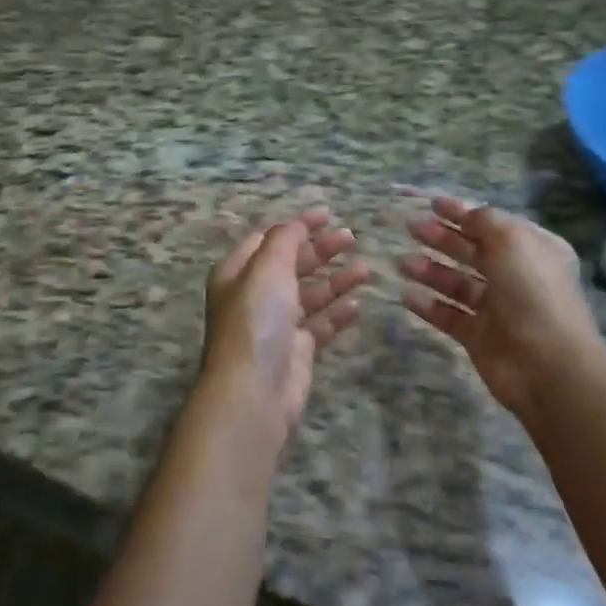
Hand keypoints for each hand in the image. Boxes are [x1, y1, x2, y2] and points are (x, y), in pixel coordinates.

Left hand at [197, 209, 370, 451]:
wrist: (254, 391)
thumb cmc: (256, 320)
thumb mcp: (267, 267)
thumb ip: (285, 240)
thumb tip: (297, 224)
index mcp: (238, 272)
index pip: (269, 239)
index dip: (298, 225)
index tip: (329, 215)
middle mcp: (255, 295)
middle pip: (292, 264)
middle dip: (321, 250)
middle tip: (352, 238)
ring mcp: (277, 324)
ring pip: (311, 294)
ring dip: (336, 279)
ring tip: (366, 269)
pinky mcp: (296, 350)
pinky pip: (321, 324)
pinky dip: (338, 313)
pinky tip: (359, 304)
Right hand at [399, 195, 605, 423]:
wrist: (548, 366)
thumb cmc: (533, 292)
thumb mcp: (512, 241)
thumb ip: (485, 221)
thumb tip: (467, 213)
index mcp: (532, 249)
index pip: (493, 225)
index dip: (463, 213)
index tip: (432, 204)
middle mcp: (516, 276)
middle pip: (473, 251)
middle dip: (442, 238)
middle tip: (411, 228)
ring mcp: (498, 308)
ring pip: (458, 283)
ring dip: (430, 270)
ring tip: (402, 263)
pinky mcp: (480, 337)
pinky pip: (449, 315)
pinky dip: (428, 305)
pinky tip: (405, 295)